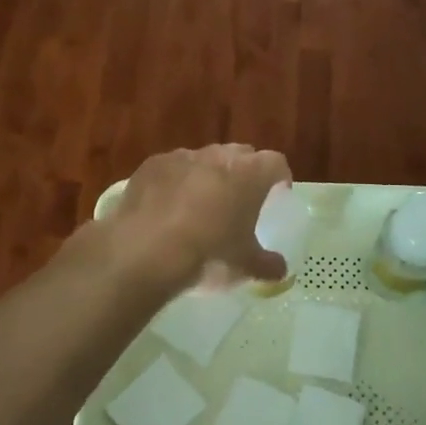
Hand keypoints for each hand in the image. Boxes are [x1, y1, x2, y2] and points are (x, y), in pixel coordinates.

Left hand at [106, 144, 291, 290]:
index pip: (276, 163)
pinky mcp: (150, 166)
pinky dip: (175, 182)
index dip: (279, 178)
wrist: (144, 253)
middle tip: (240, 200)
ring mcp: (182, 157)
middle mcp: (219, 156)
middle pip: (241, 155)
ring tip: (200, 205)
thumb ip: (268, 265)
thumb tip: (281, 269)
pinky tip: (167, 208)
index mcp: (251, 173)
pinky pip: (171, 169)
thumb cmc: (209, 255)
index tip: (277, 194)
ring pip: (204, 159)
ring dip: (208, 176)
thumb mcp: (245, 266)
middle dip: (244, 172)